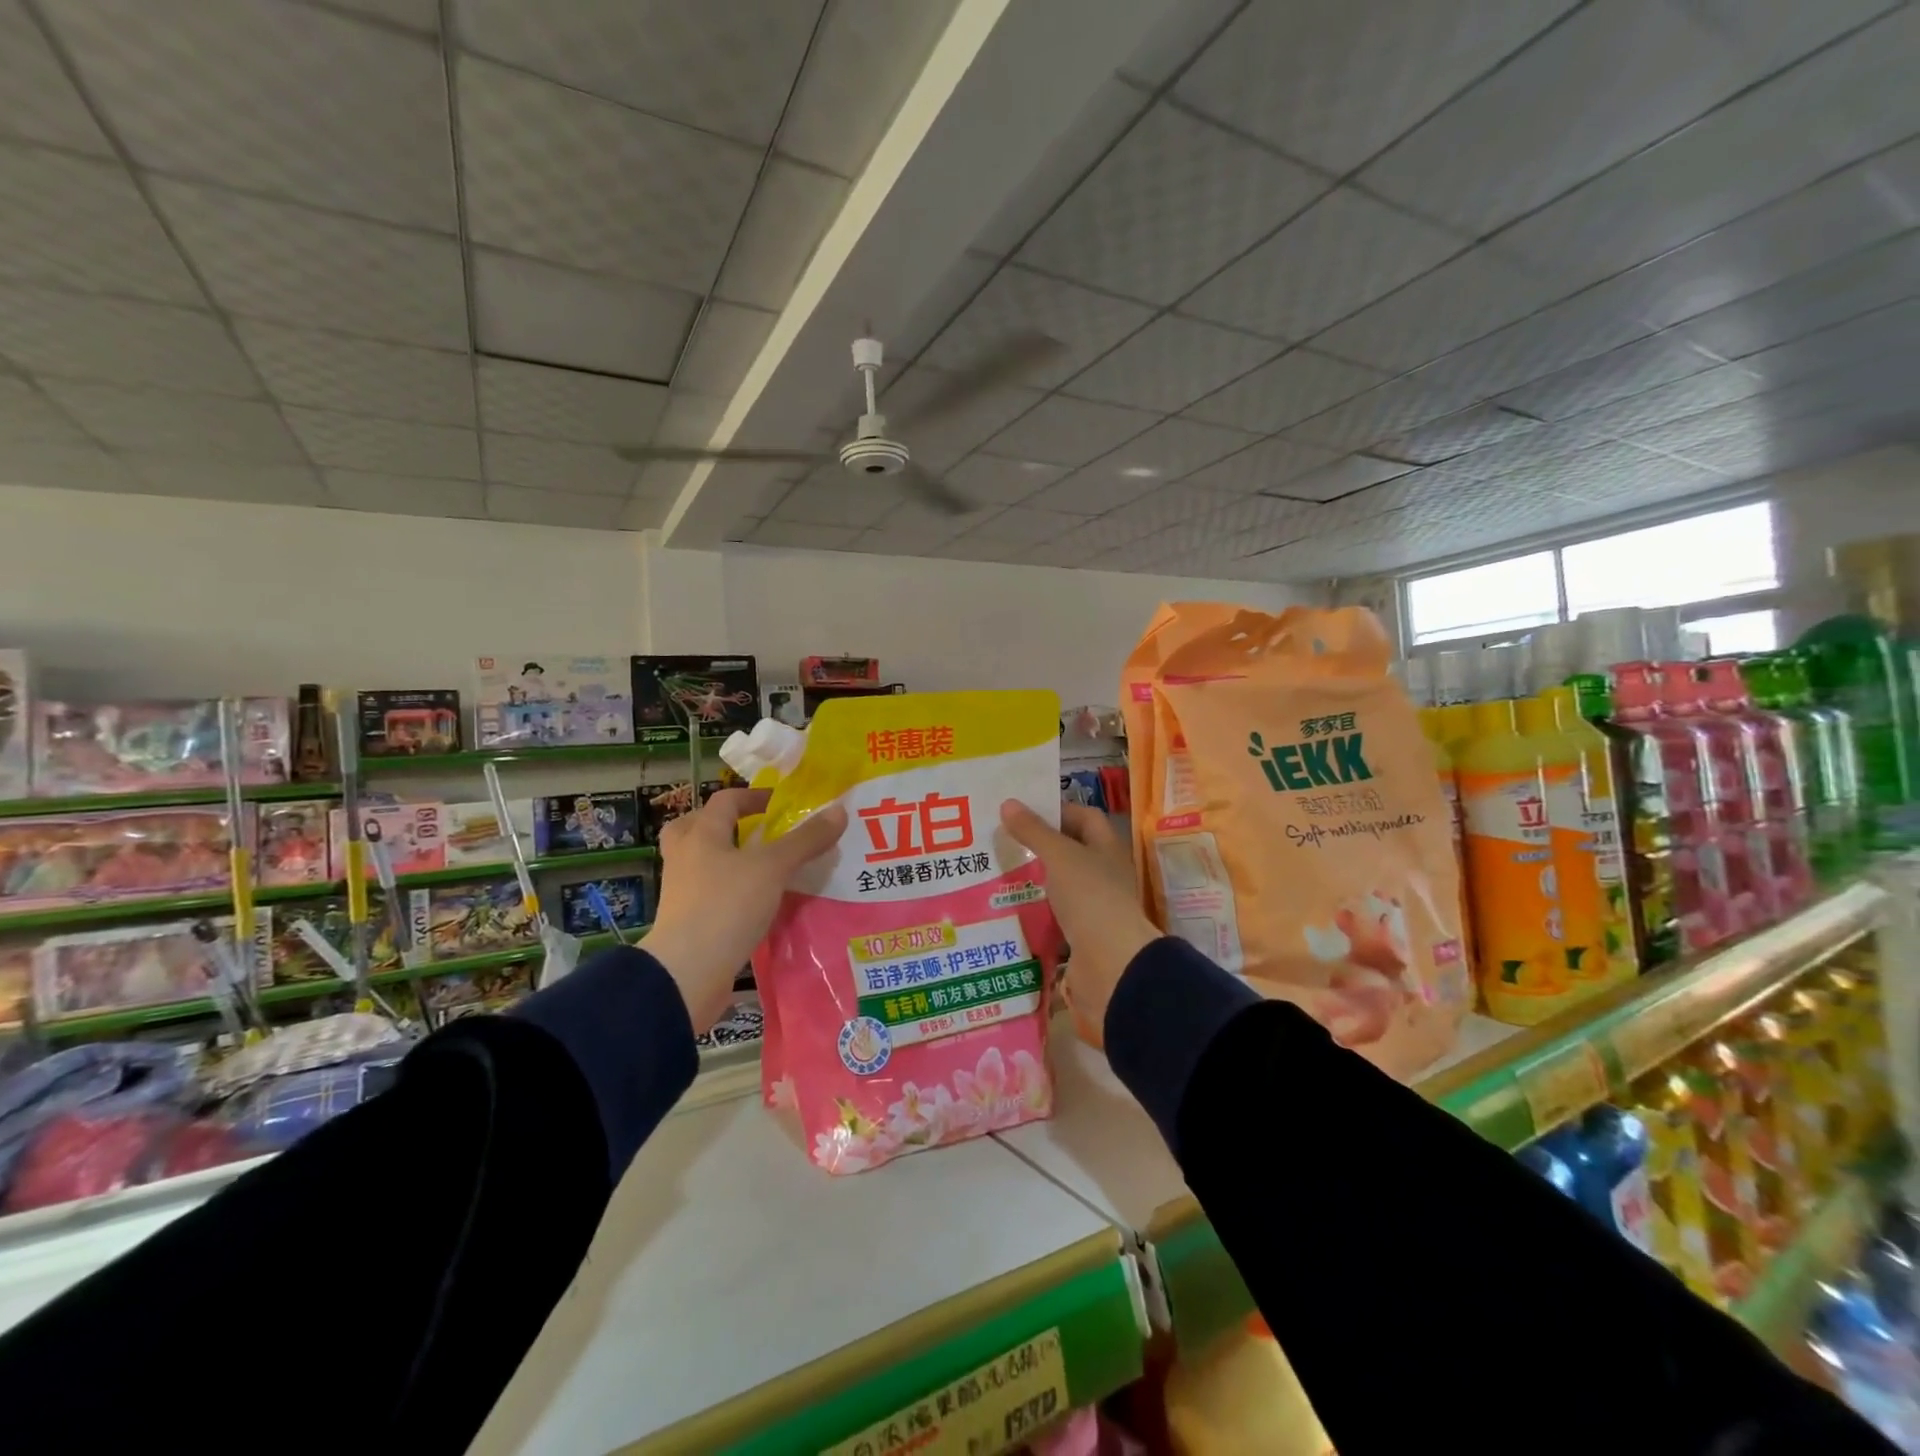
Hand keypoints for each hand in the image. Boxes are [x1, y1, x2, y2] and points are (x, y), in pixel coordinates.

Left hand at [643, 788, 845, 1031]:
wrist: (687, 973)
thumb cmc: (726, 906)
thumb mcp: (773, 868)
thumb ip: (806, 840)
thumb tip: (839, 811)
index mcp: (701, 836)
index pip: (725, 801)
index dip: (753, 796)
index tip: (780, 804)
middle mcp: (685, 858)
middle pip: (696, 828)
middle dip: (724, 825)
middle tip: (753, 831)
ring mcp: (683, 892)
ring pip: (702, 863)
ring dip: (727, 859)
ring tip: (761, 867)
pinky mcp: (689, 922)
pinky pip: (710, 895)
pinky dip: (730, 892)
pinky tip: (756, 902)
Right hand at [999, 800, 1158, 1036]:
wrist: (1111, 964)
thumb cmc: (1090, 897)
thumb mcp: (1059, 856)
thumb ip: (1033, 831)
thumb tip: (1008, 803)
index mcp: (1107, 849)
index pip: (1085, 817)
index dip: (1057, 811)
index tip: (1022, 811)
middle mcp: (1104, 875)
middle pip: (1070, 852)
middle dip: (1038, 846)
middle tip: (1000, 840)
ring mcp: (1093, 907)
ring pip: (1059, 886)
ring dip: (1033, 881)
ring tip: (995, 872)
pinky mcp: (1080, 937)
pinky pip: (1052, 918)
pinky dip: (1033, 913)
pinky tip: (1006, 909)